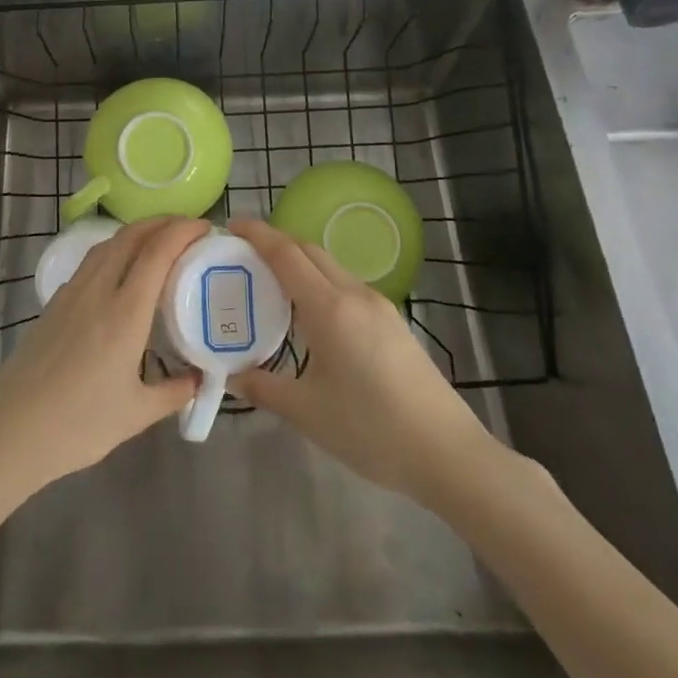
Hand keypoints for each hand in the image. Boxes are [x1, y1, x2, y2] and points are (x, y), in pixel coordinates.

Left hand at [0, 217, 206, 495]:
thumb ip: (174, 392)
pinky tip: (121, 272)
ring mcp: (70, 294)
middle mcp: (97, 291)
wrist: (9, 433)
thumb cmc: (78, 426)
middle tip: (188, 229)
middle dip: (162, 223)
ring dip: (136, 233)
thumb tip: (199, 377)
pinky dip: (114, 251)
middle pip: (131, 236)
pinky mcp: (53, 303)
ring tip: (159, 243)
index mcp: (124, 313)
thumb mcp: (137, 414)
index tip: (205, 228)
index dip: (182, 231)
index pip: (157, 252)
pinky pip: (90, 262)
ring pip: (107, 245)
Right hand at [227, 218, 505, 508]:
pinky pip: (346, 285)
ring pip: (331, 266)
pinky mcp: (393, 322)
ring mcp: (379, 307)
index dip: (258, 234)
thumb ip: (263, 387)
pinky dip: (320, 282)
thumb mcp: (307, 412)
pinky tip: (310, 312)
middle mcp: (355, 294)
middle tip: (244, 254)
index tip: (232, 225)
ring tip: (271, 282)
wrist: (447, 452)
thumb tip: (230, 376)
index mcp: (330, 308)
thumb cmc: (371, 430)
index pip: (286, 254)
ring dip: (300, 262)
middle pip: (310, 251)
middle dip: (276, 243)